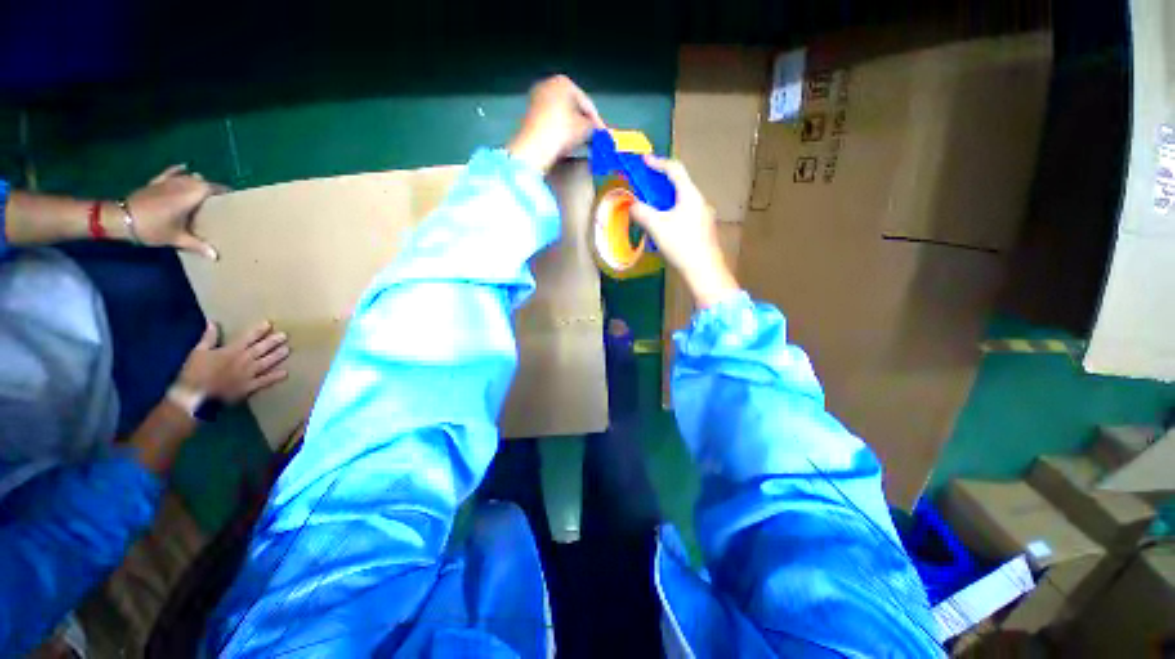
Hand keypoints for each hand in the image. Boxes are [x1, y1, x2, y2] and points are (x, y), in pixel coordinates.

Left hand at [123, 164, 226, 259]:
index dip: (226, 194)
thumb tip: (215, 256)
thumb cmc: (152, 227)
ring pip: (190, 177)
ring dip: (199, 183)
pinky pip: (171, 172)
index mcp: (192, 195)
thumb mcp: (176, 238)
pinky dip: (179, 170)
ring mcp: (168, 181)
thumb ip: (197, 245)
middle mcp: (183, 184)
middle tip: (222, 202)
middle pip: (204, 183)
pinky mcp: (157, 182)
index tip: (235, 202)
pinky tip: (185, 168)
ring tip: (206, 193)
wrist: (121, 218)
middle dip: (213, 190)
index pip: (215, 189)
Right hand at [177, 321, 289, 402]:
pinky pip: (264, 381)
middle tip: (285, 335)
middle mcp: (243, 361)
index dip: (259, 330)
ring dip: (277, 356)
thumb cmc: (194, 372)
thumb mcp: (198, 352)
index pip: (248, 338)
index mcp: (231, 351)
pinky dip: (275, 377)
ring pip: (266, 362)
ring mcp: (248, 374)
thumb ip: (208, 338)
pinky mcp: (248, 387)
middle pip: (261, 349)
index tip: (269, 324)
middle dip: (273, 341)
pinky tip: (285, 373)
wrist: (194, 396)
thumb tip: (213, 322)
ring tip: (288, 350)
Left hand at [507, 75, 604, 172]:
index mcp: (563, 82)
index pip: (587, 103)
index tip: (604, 135)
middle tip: (593, 138)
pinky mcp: (530, 116)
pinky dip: (560, 131)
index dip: (598, 121)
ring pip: (562, 115)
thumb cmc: (563, 131)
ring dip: (572, 128)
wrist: (535, 146)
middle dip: (583, 123)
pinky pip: (551, 123)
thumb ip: (594, 127)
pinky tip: (566, 144)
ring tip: (581, 143)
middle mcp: (548, 85)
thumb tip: (597, 131)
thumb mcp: (586, 128)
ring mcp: (536, 99)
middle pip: (573, 107)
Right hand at [629, 156, 738, 307]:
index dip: (658, 163)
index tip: (644, 160)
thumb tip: (632, 205)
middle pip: (679, 185)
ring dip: (665, 200)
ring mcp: (703, 216)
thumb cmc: (681, 244)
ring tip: (650, 207)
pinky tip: (663, 226)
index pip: (675, 170)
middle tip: (644, 186)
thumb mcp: (657, 227)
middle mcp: (699, 201)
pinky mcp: (702, 229)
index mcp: (690, 195)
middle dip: (660, 183)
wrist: (704, 270)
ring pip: (681, 201)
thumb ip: (642, 212)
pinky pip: (684, 213)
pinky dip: (671, 213)